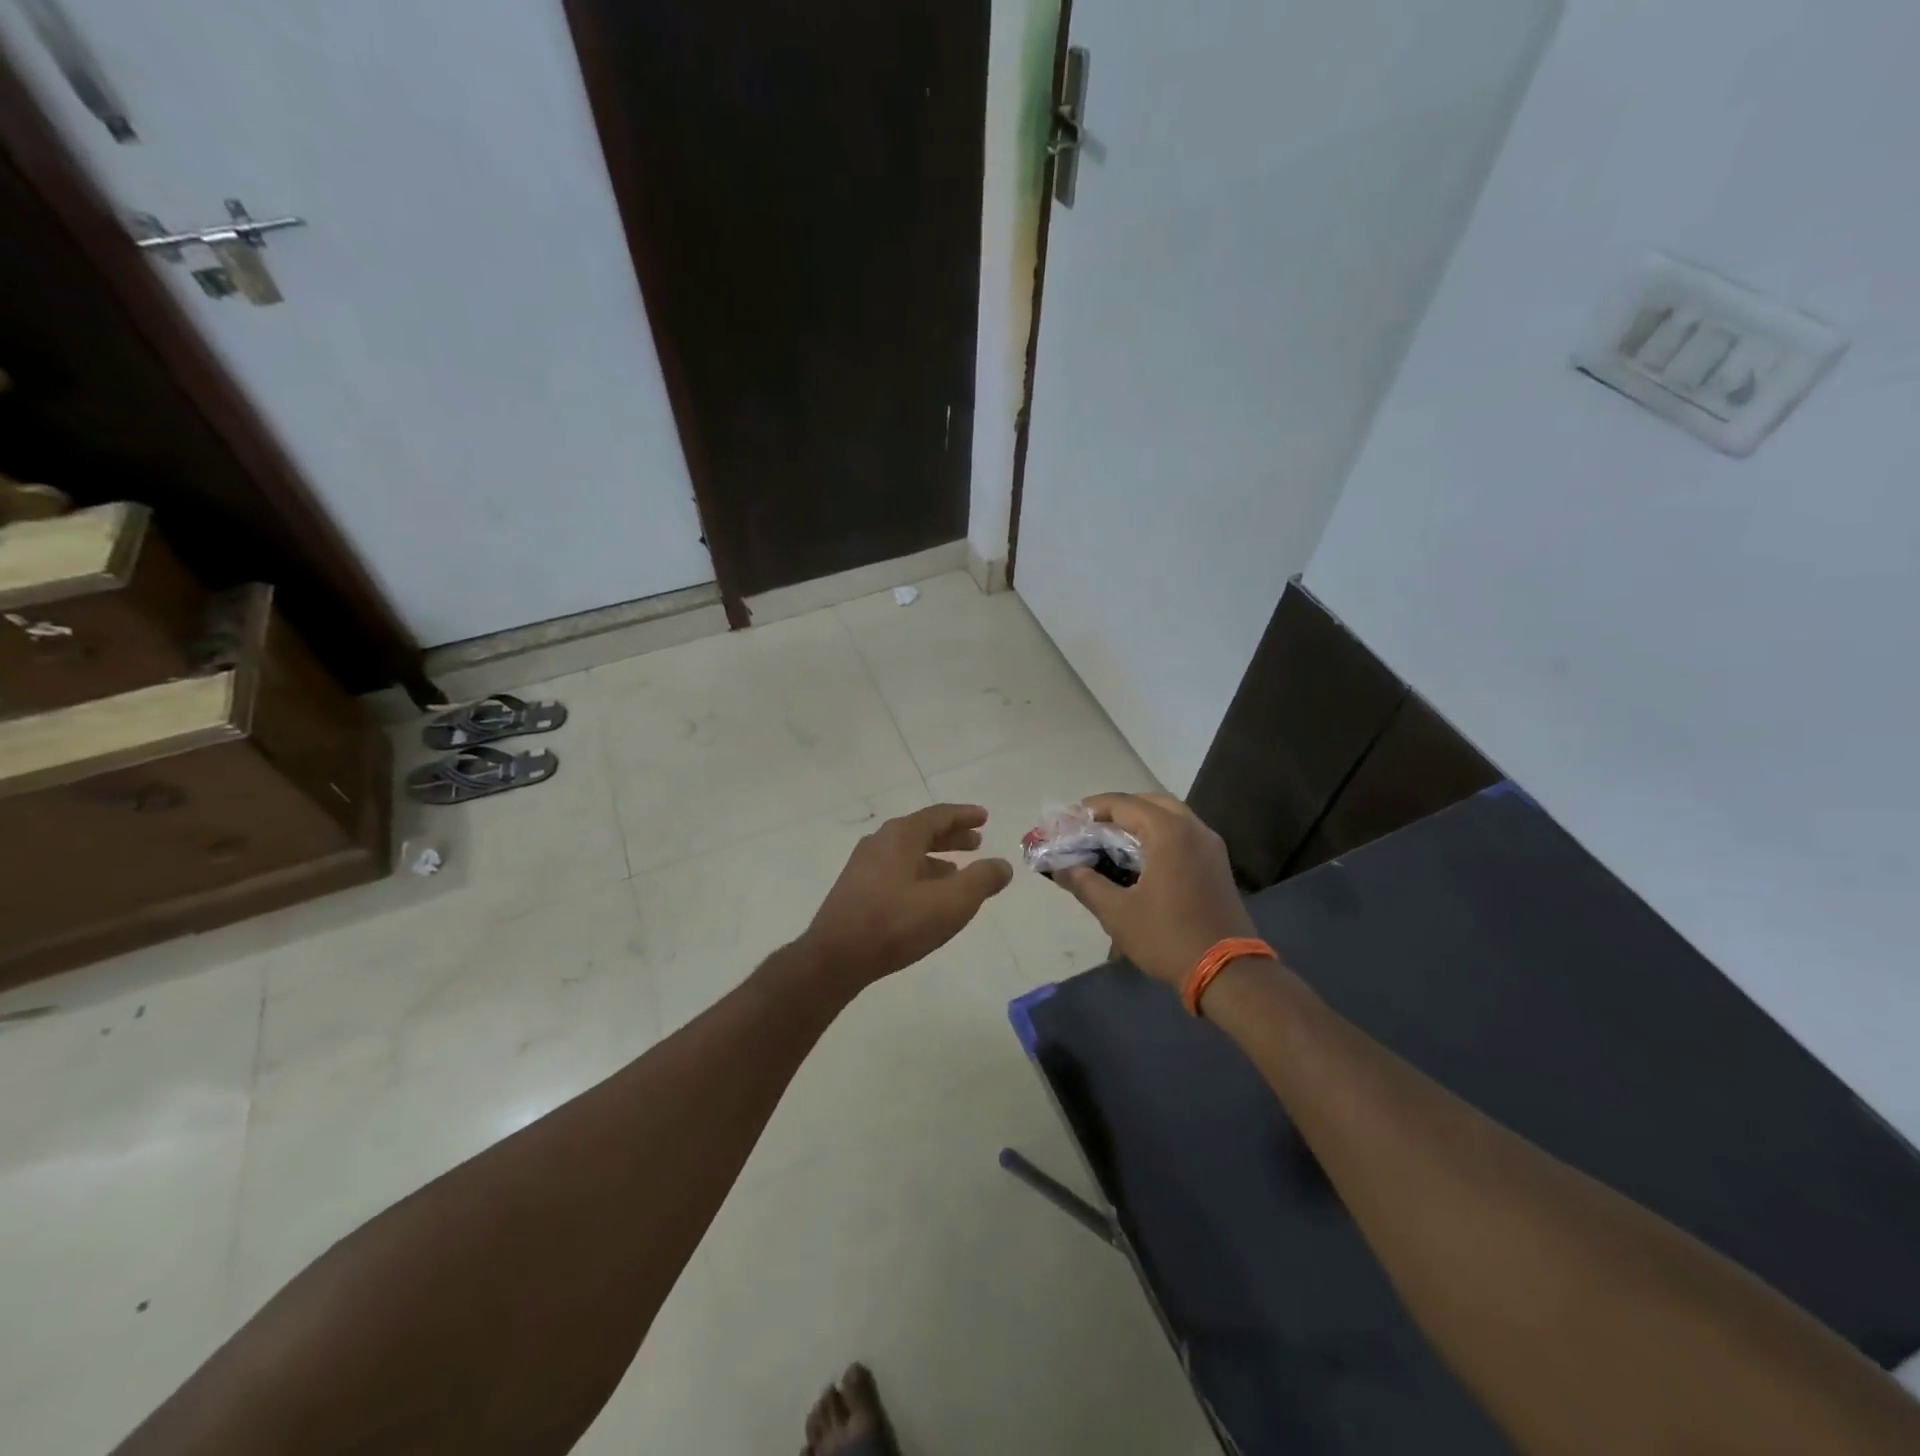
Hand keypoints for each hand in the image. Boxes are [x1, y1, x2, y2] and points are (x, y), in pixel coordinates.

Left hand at [798, 803, 1013, 986]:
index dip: (964, 815)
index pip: (939, 815)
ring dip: (935, 857)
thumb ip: (981, 880)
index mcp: (901, 836)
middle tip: (976, 843)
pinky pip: (895, 869)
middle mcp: (880, 842)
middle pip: (922, 831)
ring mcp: (864, 865)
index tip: (984, 818)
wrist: (836, 958)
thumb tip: (1002, 865)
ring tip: (958, 871)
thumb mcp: (951, 903)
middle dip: (951, 836)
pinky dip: (918, 873)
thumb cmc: (897, 923)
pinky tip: (927, 896)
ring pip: (908, 852)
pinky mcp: (856, 889)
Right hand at [1051, 792, 1254, 990]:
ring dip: (1140, 821)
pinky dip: (1159, 835)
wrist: (1227, 972)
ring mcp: (1210, 845)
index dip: (1092, 809)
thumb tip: (1061, 868)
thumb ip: (1085, 883)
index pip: (1123, 804)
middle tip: (1091, 828)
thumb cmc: (1168, 937)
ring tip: (1111, 841)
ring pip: (1170, 816)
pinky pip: (1183, 834)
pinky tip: (1140, 858)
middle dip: (1118, 810)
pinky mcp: (1217, 863)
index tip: (1068, 821)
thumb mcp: (1117, 913)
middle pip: (1149, 802)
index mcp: (1169, 832)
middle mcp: (1193, 828)